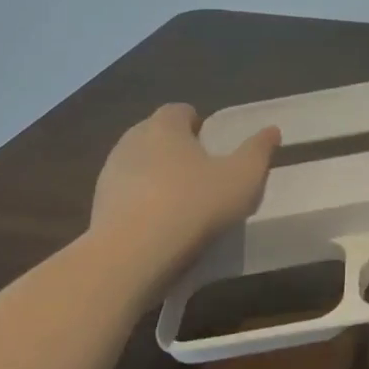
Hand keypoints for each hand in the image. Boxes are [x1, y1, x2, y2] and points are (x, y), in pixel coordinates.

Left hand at [91, 103, 279, 246]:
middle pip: (156, 135)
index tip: (214, 145)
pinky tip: (161, 229)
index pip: (179, 110)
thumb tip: (271, 130)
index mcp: (164, 126)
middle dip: (177, 148)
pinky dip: (142, 205)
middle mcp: (131, 142)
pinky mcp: (97, 209)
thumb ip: (259, 150)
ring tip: (183, 205)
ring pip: (139, 166)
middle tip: (204, 174)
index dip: (198, 124)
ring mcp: (109, 176)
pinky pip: (126, 197)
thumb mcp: (242, 177)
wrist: (130, 258)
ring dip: (157, 178)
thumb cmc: (193, 205)